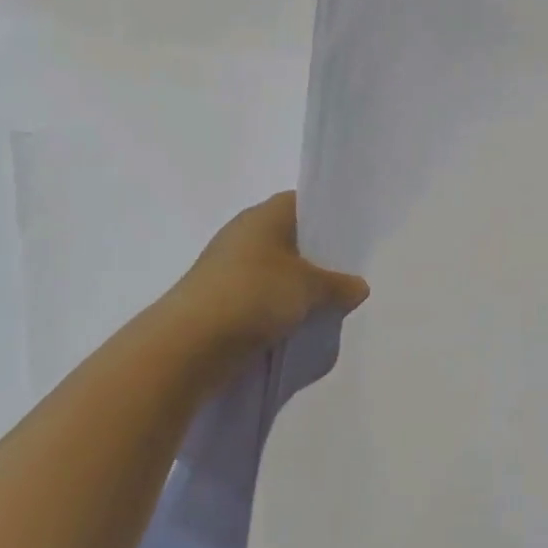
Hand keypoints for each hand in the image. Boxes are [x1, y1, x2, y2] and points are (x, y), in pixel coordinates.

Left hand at [154, 191, 368, 393]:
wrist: (189, 344)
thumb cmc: (254, 295)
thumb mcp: (309, 288)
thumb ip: (338, 285)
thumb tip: (359, 287)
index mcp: (263, 215)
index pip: (301, 203)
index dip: (327, 216)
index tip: (351, 238)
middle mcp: (243, 234)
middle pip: (289, 238)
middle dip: (316, 257)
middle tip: (346, 276)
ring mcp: (227, 268)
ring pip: (274, 270)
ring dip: (295, 287)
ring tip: (326, 305)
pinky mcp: (218, 300)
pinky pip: (258, 297)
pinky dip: (276, 308)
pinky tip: (296, 325)